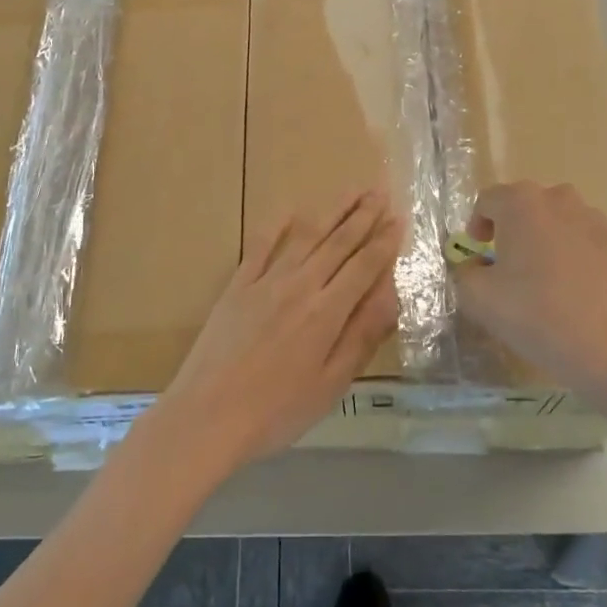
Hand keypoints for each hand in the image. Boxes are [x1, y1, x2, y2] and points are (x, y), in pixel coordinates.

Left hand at [154, 192, 399, 476]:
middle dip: (362, 215)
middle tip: (380, 191)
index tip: (399, 218)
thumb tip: (391, 293)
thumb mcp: (332, 383)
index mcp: (327, 312)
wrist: (207, 415)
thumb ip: (363, 334)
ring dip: (331, 211)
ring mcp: (264, 282)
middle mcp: (299, 286)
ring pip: (305, 236)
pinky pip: (261, 246)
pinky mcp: (237, 287)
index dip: (384, 241)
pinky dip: (279, 226)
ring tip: (351, 191)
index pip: (364, 266)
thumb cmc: (277, 411)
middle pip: (337, 242)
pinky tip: (292, 211)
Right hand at [455, 181, 606, 404]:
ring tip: (542, 282)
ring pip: (559, 223)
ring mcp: (598, 222)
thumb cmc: (537, 315)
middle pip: (526, 206)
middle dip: (512, 230)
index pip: (488, 200)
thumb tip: (477, 265)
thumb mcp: (478, 298)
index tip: (478, 255)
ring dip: (545, 242)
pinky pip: (586, 243)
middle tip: (506, 267)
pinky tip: (574, 294)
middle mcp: (561, 201)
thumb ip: (466, 272)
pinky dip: (574, 258)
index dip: (476, 225)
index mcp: (522, 204)